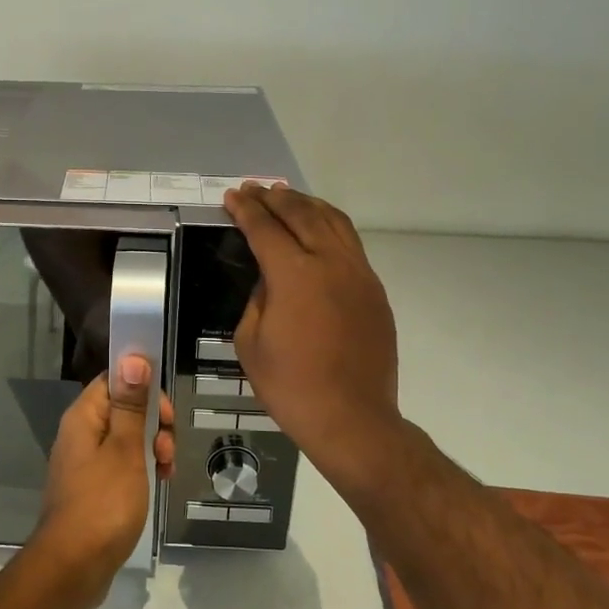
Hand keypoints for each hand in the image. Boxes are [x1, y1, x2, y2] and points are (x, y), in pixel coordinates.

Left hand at [29, 355, 175, 607]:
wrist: (72, 568)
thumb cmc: (102, 504)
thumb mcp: (125, 450)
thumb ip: (131, 404)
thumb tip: (133, 357)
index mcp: (84, 417)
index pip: (115, 380)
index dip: (144, 388)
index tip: (166, 414)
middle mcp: (81, 433)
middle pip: (125, 408)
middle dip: (154, 423)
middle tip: (166, 449)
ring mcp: (86, 462)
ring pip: (127, 438)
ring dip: (152, 448)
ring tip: (165, 472)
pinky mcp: (94, 487)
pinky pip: (122, 464)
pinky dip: (142, 469)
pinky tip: (157, 484)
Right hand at [223, 185, 404, 497]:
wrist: (352, 419)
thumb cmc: (291, 386)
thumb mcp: (251, 342)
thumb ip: (257, 300)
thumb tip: (269, 281)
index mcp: (295, 275)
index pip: (265, 228)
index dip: (246, 210)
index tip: (233, 196)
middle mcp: (331, 263)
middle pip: (302, 215)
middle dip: (276, 199)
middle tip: (256, 189)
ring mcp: (359, 275)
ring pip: (335, 222)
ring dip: (308, 205)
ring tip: (288, 197)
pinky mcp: (375, 291)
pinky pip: (351, 244)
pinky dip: (331, 227)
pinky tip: (320, 230)